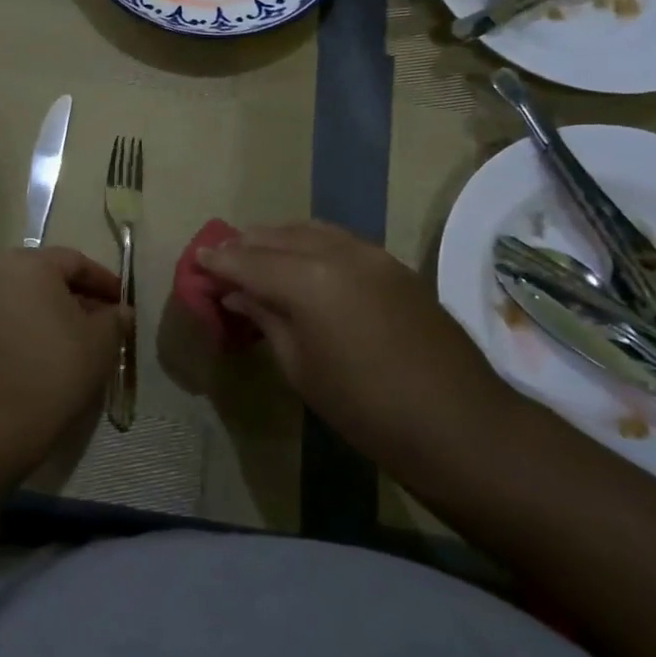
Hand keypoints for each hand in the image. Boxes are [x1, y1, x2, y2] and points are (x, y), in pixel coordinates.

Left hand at [0, 247, 128, 475]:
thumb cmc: (57, 366)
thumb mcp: (101, 340)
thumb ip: (115, 318)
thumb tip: (121, 312)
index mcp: (31, 262)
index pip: (76, 262)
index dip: (105, 282)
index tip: (124, 304)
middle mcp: (0, 271)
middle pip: (51, 276)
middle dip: (82, 296)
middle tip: (107, 320)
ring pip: (31, 297)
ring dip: (59, 312)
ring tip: (85, 338)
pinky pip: (15, 316)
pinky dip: (37, 325)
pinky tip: (57, 350)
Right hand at [198, 221, 510, 455]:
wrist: (460, 425)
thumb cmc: (367, 409)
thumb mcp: (301, 368)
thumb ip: (266, 318)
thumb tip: (238, 293)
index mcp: (308, 280)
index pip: (247, 261)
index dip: (218, 262)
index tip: (195, 262)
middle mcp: (337, 252)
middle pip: (275, 237)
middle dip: (243, 247)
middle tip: (220, 263)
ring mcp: (370, 253)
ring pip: (308, 230)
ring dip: (276, 241)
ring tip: (255, 260)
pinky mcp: (392, 263)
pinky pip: (337, 240)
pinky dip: (308, 245)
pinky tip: (300, 265)